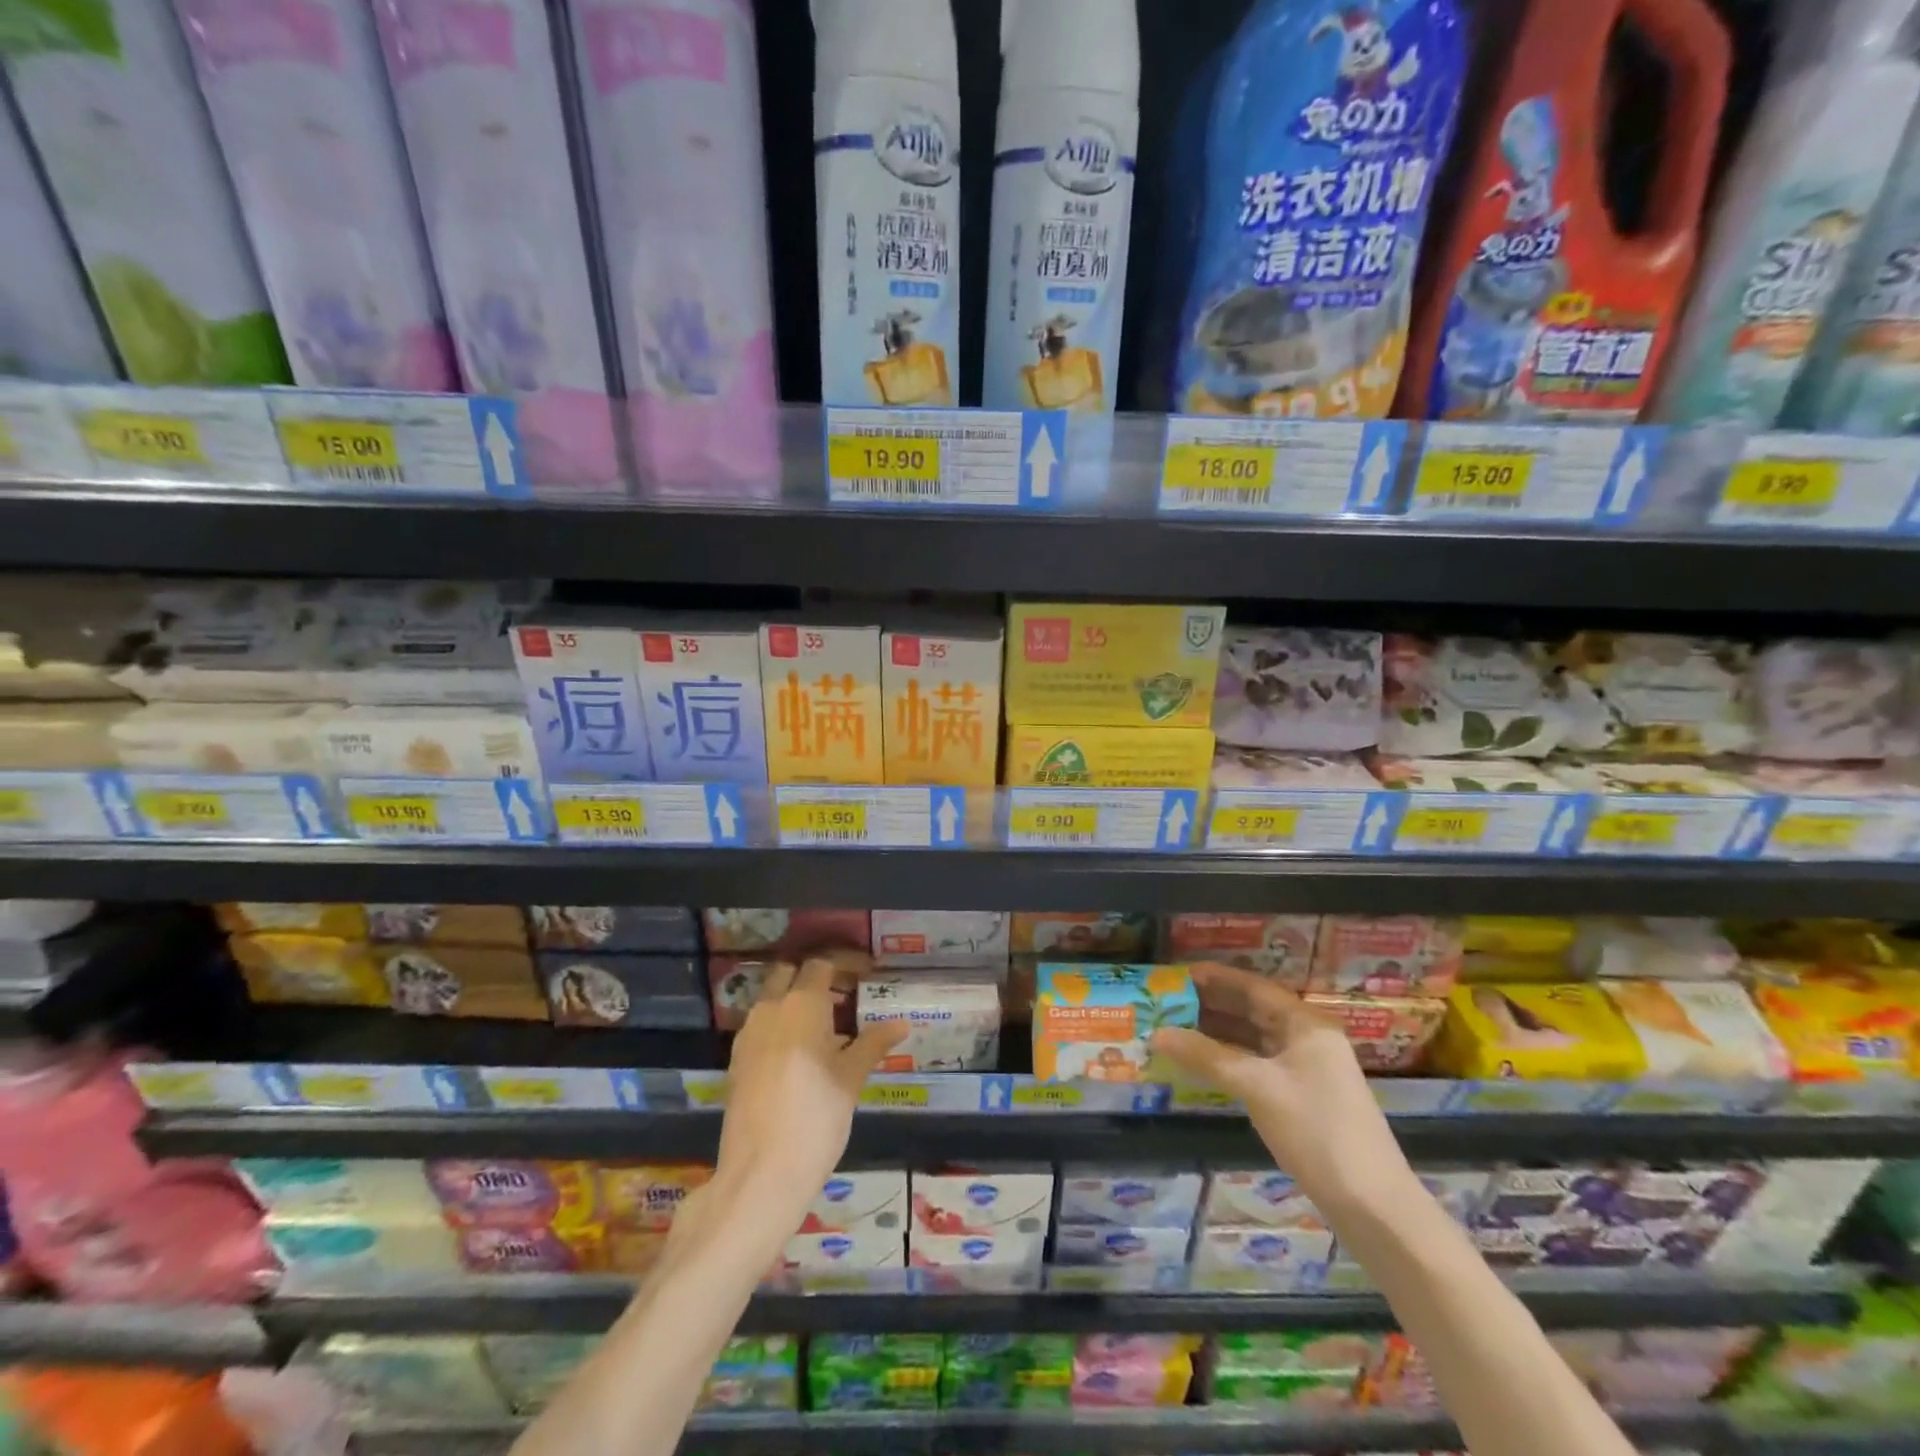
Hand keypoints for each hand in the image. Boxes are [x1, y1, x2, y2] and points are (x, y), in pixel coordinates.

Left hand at [714, 954, 905, 1213]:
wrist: (760, 1174)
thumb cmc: (816, 1118)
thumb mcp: (851, 1079)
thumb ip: (873, 1044)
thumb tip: (901, 1024)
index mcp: (802, 1004)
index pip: (822, 965)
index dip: (845, 964)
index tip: (866, 973)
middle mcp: (770, 1008)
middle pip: (790, 973)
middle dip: (815, 976)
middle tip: (844, 994)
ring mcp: (748, 1034)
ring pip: (772, 998)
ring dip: (795, 999)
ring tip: (827, 1025)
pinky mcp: (736, 1060)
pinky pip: (761, 1024)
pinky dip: (780, 1023)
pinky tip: (801, 1052)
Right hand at [1150, 963, 1416, 1217]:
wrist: (1373, 1207)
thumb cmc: (1317, 1132)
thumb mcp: (1257, 1088)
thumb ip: (1206, 1057)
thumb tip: (1157, 1034)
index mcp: (1305, 1024)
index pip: (1253, 987)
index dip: (1215, 979)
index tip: (1177, 975)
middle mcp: (1307, 1038)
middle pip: (1252, 1010)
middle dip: (1211, 1005)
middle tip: (1167, 1002)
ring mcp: (1306, 1069)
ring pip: (1253, 1038)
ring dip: (1216, 1033)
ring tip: (1175, 1028)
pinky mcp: (1300, 1097)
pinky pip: (1257, 1064)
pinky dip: (1229, 1059)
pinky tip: (1201, 1062)